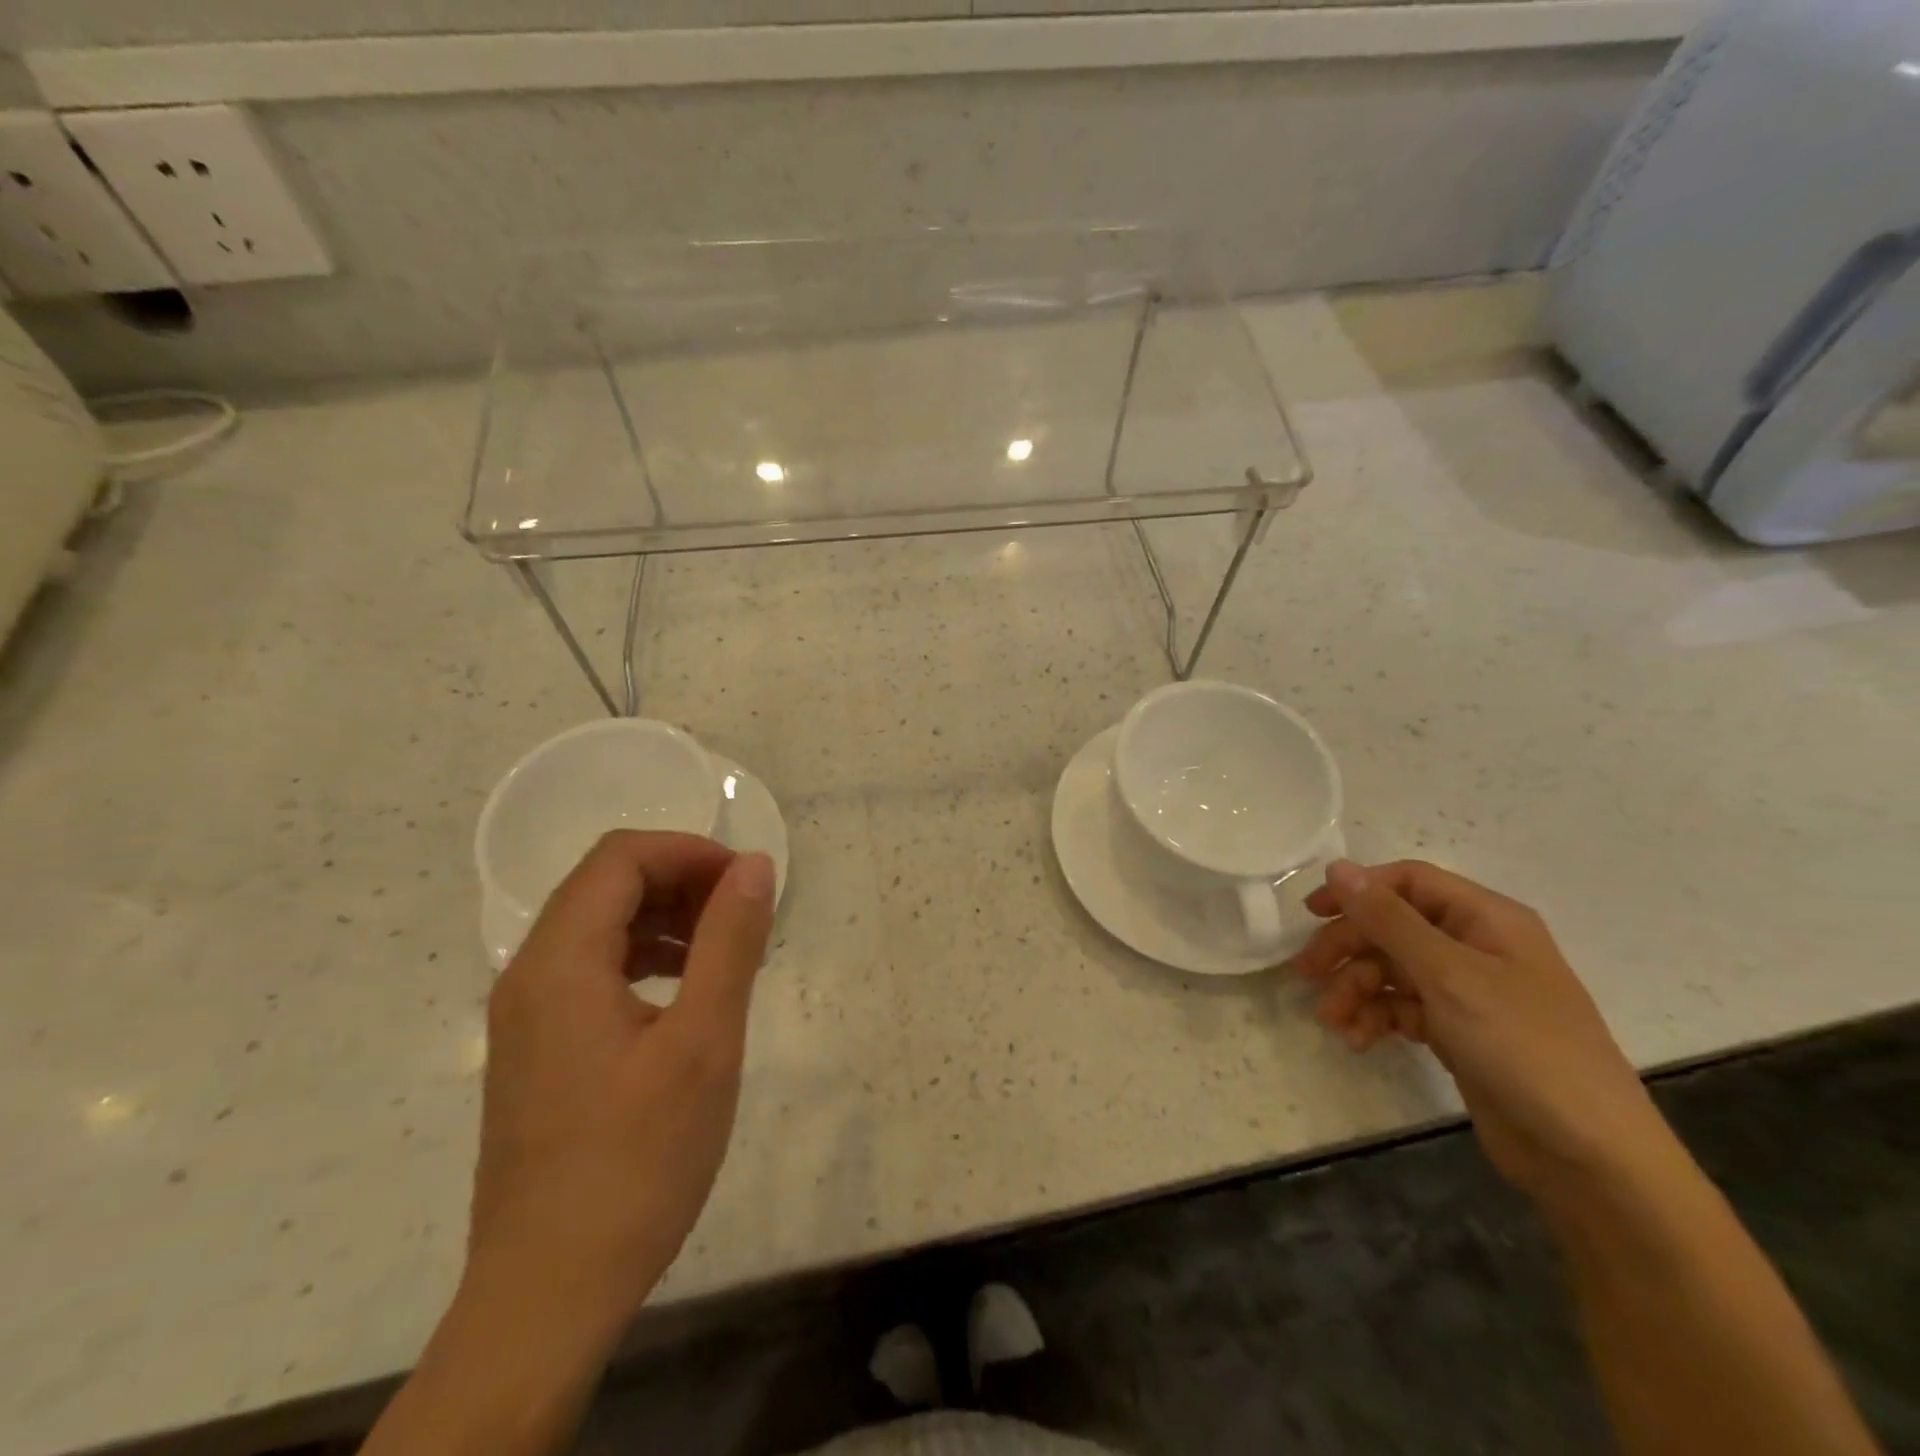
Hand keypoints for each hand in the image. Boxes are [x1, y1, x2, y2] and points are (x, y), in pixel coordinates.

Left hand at [466, 830, 775, 1348]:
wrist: (548, 1296)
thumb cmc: (636, 1161)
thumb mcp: (703, 1041)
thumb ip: (730, 942)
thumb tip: (754, 867)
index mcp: (559, 962)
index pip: (621, 858)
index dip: (690, 852)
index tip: (748, 882)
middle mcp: (529, 975)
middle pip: (605, 885)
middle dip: (682, 881)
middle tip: (745, 914)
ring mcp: (526, 1016)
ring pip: (598, 926)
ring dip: (666, 919)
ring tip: (726, 951)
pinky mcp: (536, 1050)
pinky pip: (590, 970)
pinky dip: (645, 957)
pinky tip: (687, 993)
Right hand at [1295, 859, 1671, 1208]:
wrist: (1590, 1158)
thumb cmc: (1522, 1047)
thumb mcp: (1448, 974)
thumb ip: (1388, 919)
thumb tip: (1337, 867)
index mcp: (1486, 919)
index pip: (1409, 882)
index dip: (1358, 891)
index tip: (1311, 915)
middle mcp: (1477, 946)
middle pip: (1394, 927)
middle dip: (1348, 949)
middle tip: (1306, 975)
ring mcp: (1470, 992)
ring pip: (1393, 970)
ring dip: (1356, 990)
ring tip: (1334, 1022)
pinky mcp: (1461, 1032)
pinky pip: (1404, 1008)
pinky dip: (1377, 1018)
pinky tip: (1359, 1039)